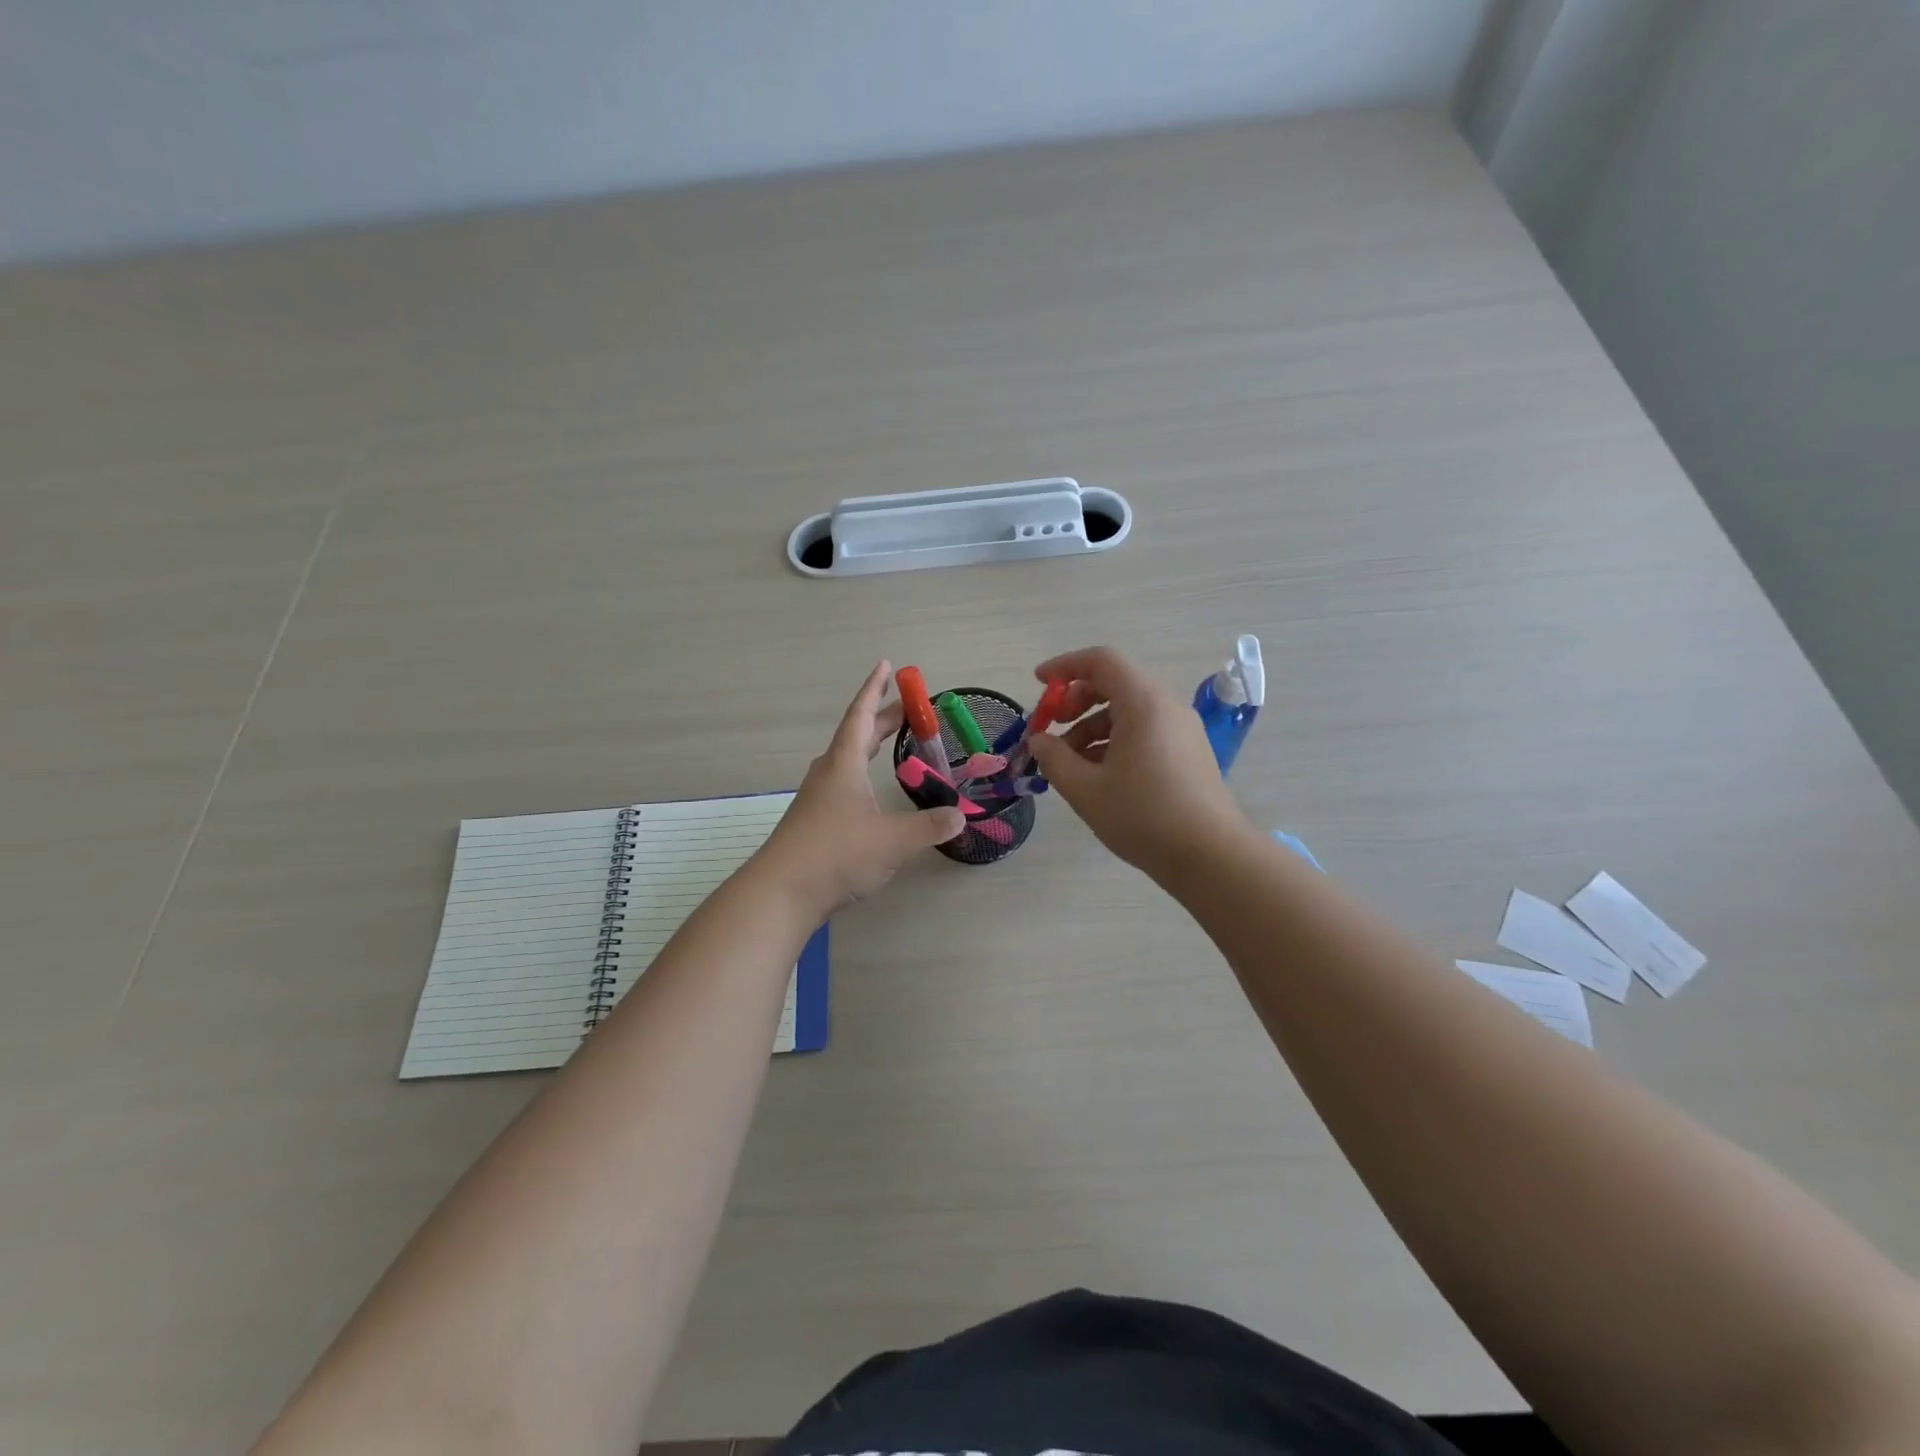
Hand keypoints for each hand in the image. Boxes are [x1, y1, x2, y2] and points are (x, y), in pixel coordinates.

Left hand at [755, 660, 964, 917]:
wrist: (781, 893)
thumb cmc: (836, 854)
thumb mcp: (893, 841)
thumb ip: (930, 826)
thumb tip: (960, 816)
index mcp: (844, 765)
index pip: (862, 716)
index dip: (875, 689)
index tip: (887, 665)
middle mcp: (829, 774)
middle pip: (857, 735)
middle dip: (883, 718)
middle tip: (909, 707)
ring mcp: (818, 799)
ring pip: (849, 760)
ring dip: (871, 746)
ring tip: (892, 743)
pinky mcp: (815, 822)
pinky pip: (845, 783)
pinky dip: (864, 774)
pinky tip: (872, 793)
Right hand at [1024, 646, 1248, 876]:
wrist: (1210, 855)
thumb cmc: (1142, 816)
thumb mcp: (1085, 789)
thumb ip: (1053, 758)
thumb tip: (1039, 740)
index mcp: (1142, 702)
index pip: (1100, 661)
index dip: (1064, 666)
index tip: (1039, 684)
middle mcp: (1166, 705)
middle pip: (1115, 683)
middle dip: (1076, 701)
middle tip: (1052, 730)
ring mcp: (1182, 728)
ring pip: (1129, 710)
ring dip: (1093, 726)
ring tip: (1070, 764)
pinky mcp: (1190, 751)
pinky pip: (1146, 730)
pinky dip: (1116, 740)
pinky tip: (1100, 775)